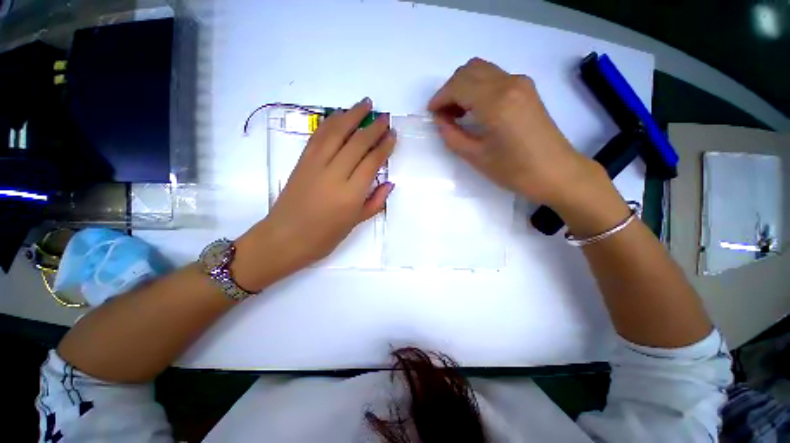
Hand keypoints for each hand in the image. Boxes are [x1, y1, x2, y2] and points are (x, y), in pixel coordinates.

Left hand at [233, 98, 395, 291]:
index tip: (392, 134)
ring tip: (365, 103)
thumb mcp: (355, 224)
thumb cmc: (324, 237)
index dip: (384, 146)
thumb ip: (374, 202)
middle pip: (356, 143)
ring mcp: (315, 164)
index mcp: (351, 194)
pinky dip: (331, 122)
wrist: (284, 238)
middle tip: (384, 117)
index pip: (372, 161)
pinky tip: (340, 114)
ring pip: (336, 132)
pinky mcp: (302, 161)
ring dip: (352, 115)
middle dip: (373, 127)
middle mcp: (334, 174)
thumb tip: (389, 183)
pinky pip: (318, 136)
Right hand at [428, 58, 598, 205]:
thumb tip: (440, 120)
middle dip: (450, 90)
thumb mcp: (476, 157)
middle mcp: (509, 83)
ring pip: (482, 70)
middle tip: (444, 115)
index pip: (458, 86)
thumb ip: (453, 136)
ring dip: (464, 86)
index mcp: (495, 102)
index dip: (440, 99)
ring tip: (457, 113)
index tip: (431, 114)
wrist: (556, 172)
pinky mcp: (527, 89)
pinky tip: (475, 109)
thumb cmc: (514, 170)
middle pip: (469, 70)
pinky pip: (495, 77)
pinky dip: (478, 87)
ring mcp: (521, 83)